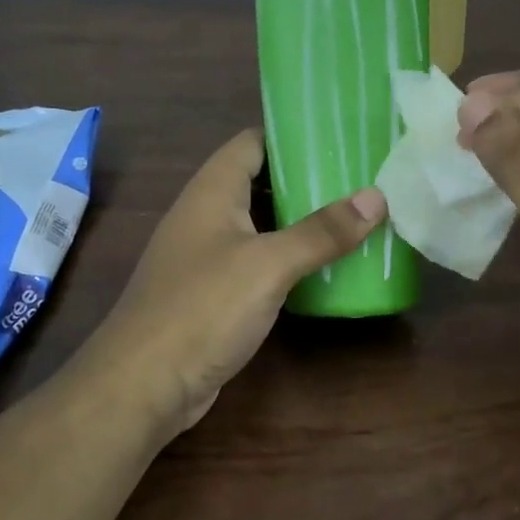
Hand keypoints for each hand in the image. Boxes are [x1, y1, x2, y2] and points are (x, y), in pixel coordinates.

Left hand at [83, 129, 385, 435]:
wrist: (144, 384)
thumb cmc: (204, 308)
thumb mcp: (269, 265)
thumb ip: (321, 231)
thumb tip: (376, 196)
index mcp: (212, 191)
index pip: (253, 142)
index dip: (293, 134)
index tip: (340, 135)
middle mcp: (205, 215)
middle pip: (259, 182)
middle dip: (306, 180)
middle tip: (361, 179)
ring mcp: (206, 256)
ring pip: (260, 225)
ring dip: (299, 222)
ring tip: (353, 218)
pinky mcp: (212, 294)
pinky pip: (256, 262)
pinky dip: (287, 259)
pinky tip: (322, 268)